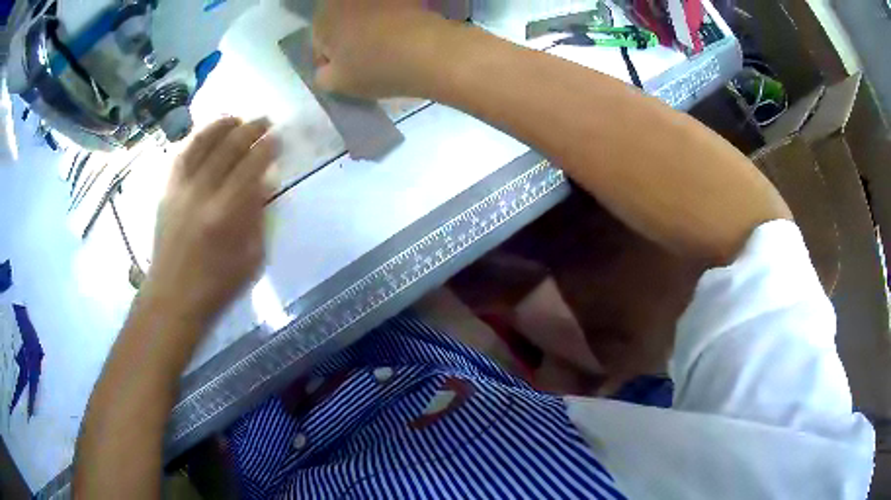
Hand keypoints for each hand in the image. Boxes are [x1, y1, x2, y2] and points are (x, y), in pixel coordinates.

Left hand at [143, 117, 278, 327]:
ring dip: (221, 126)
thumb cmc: (216, 286)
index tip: (278, 138)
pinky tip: (206, 134)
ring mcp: (180, 190)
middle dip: (250, 130)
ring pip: (201, 144)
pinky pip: (181, 156)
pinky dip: (195, 139)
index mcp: (225, 215)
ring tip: (236, 118)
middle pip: (228, 149)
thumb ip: (258, 217)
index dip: (267, 148)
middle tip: (264, 121)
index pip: (250, 167)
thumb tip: (264, 182)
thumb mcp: (251, 258)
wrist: (172, 298)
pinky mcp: (166, 192)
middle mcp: (201, 194)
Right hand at [312, 0, 451, 97]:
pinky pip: (390, 13)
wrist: (431, 52)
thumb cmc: (375, 67)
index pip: (318, 43)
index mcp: (324, 16)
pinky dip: (392, 25)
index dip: (330, 62)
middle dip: (348, 41)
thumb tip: (326, 69)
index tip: (346, 74)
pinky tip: (402, 41)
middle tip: (364, 63)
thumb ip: (322, 76)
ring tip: (386, 51)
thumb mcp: (337, 83)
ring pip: (365, 17)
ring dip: (369, 31)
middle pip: (340, 24)